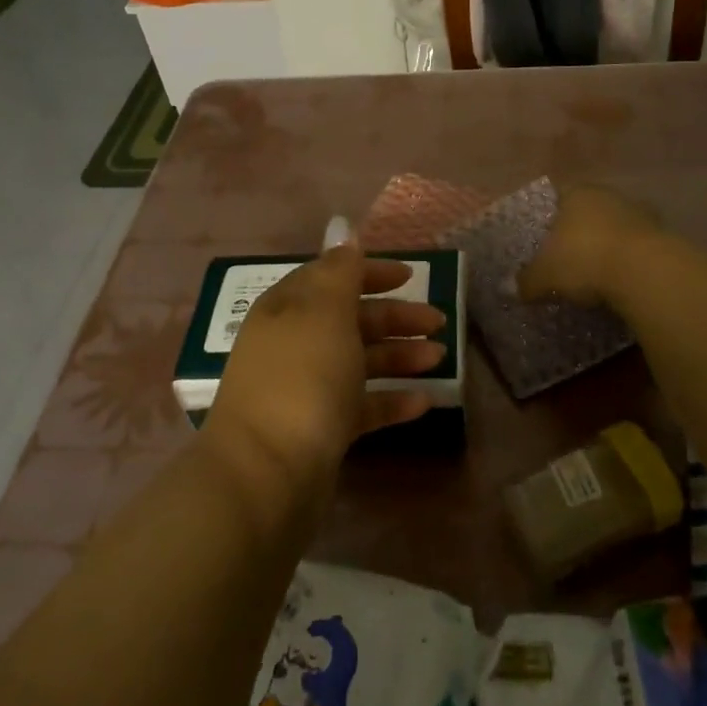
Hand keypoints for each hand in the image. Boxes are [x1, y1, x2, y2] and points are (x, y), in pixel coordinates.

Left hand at [206, 240, 446, 496]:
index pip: (331, 277)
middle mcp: (294, 344)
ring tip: (440, 358)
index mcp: (289, 309)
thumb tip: (344, 232)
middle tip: (439, 322)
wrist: (266, 473)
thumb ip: (340, 271)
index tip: (411, 276)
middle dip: (395, 318)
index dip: (370, 272)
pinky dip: (391, 401)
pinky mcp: (319, 431)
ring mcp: (305, 389)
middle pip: (351, 320)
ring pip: (359, 363)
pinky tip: (426, 402)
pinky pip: (361, 407)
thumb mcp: (324, 311)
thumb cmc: (301, 378)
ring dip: (399, 357)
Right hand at [518, 184, 662, 306]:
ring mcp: (640, 213)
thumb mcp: (544, 276)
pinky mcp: (663, 235)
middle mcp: (609, 196)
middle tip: (569, 259)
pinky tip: (621, 281)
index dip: (550, 220)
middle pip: (589, 212)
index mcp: (576, 194)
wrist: (644, 272)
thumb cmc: (584, 260)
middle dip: (580, 233)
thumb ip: (526, 281)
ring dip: (608, 245)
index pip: (558, 198)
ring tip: (597, 274)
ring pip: (616, 227)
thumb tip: (512, 289)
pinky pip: (637, 247)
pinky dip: (629, 260)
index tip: (546, 241)